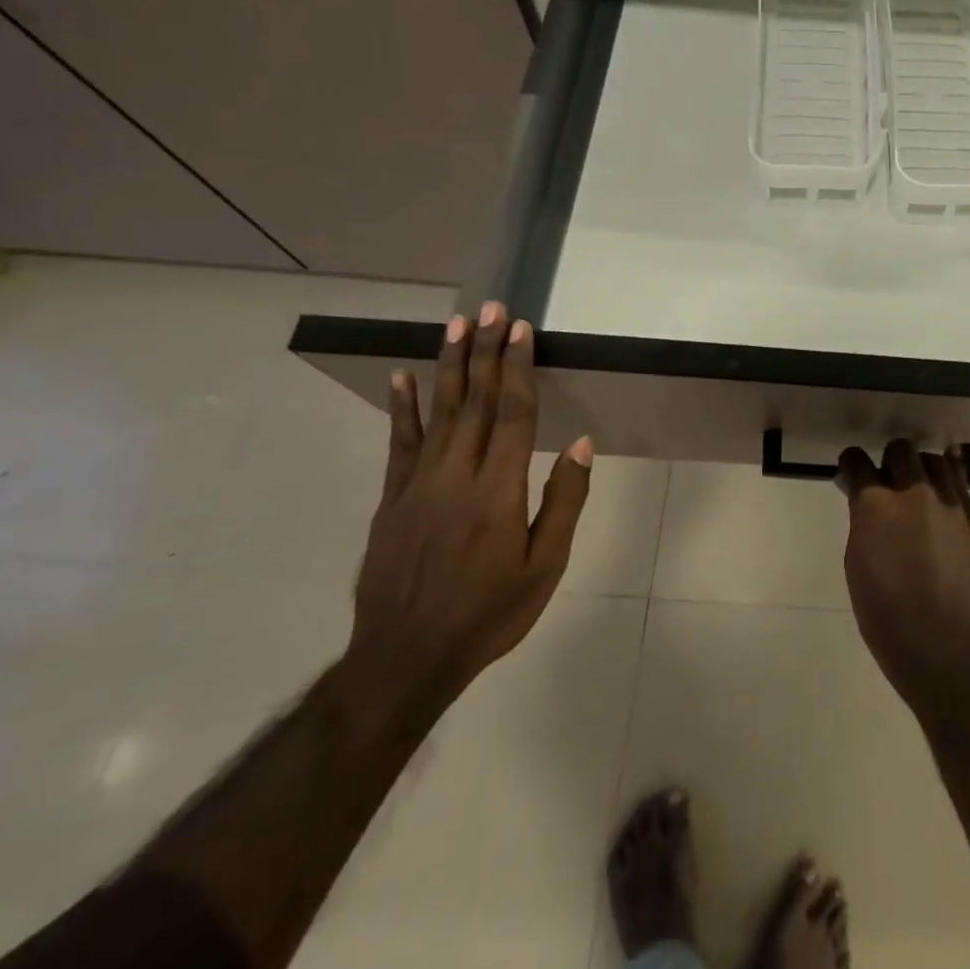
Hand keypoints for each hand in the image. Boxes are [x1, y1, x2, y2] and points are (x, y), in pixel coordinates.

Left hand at [349, 302, 592, 700]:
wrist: (405, 659)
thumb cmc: (489, 613)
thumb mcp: (544, 566)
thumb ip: (563, 500)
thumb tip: (579, 443)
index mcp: (498, 490)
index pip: (512, 413)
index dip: (517, 368)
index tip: (520, 330)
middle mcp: (456, 475)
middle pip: (473, 401)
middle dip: (484, 351)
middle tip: (490, 308)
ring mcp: (416, 485)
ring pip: (437, 413)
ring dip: (448, 365)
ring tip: (455, 325)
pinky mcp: (390, 500)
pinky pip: (398, 445)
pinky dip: (400, 409)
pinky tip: (401, 378)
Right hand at [837, 440, 969, 699]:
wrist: (939, 643)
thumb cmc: (883, 611)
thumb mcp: (857, 562)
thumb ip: (863, 522)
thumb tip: (867, 505)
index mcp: (876, 504)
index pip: (858, 462)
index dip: (852, 463)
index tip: (851, 470)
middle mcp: (914, 492)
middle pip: (901, 450)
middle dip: (889, 459)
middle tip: (887, 479)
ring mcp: (948, 505)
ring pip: (936, 461)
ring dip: (922, 467)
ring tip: (919, 482)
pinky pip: (960, 488)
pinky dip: (949, 484)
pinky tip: (944, 492)